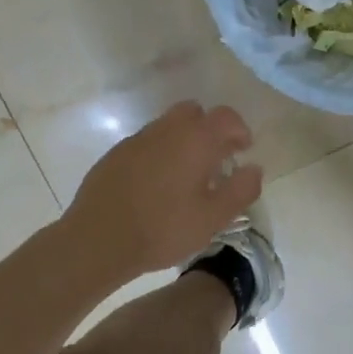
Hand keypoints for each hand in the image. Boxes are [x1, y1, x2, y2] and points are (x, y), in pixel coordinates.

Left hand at [65, 102, 262, 284]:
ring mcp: (137, 140)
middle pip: (194, 112)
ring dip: (184, 141)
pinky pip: (146, 143)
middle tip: (216, 159)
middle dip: (210, 129)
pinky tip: (158, 185)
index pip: (226, 117)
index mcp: (195, 140)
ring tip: (188, 175)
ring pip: (168, 126)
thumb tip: (254, 169)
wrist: (98, 241)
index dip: (240, 130)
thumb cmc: (164, 229)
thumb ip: (241, 189)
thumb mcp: (214, 217)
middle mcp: (166, 130)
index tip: (243, 151)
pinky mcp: (115, 155)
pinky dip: (160, 154)